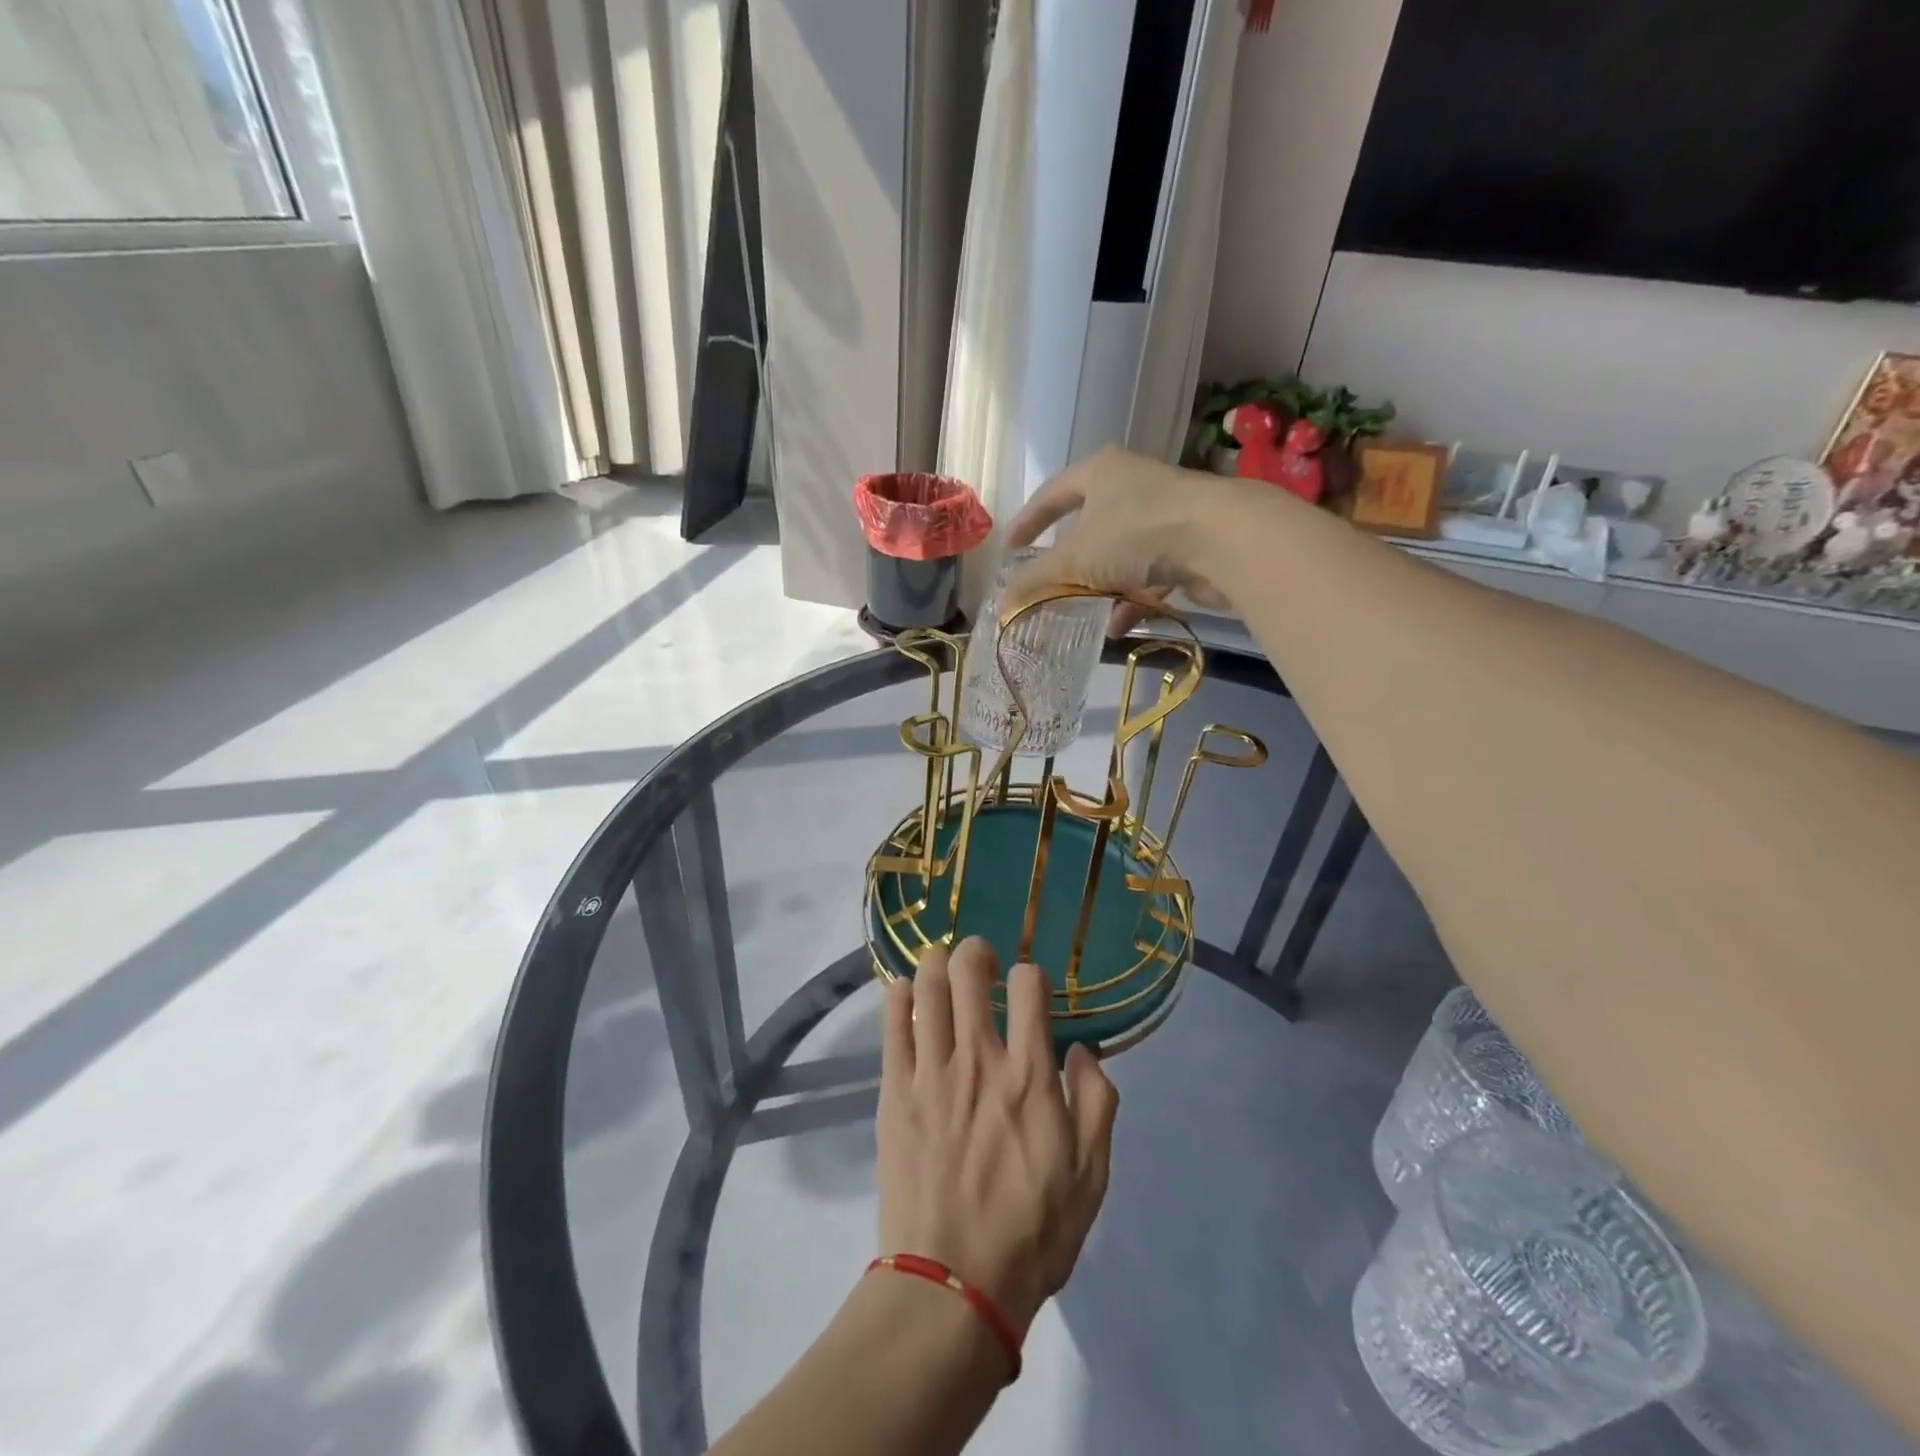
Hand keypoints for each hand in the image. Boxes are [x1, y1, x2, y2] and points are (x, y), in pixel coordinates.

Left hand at [876, 938, 1119, 1336]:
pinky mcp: (895, 1090)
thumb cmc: (1032, 1232)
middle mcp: (979, 1059)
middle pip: (968, 971)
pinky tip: (904, 991)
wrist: (952, 1285)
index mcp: (1030, 1075)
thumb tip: (1082, 1049)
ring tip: (942, 965)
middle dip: (976, 952)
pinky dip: (897, 995)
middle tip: (980, 960)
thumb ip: (1097, 1102)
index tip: (1031, 990)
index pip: (1029, 986)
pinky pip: (892, 1024)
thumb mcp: (1092, 1176)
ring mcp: (930, 1071)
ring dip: (935, 963)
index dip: (1033, 975)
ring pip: (926, 987)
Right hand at [1002, 446, 1245, 631]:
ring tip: (1080, 612)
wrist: (1222, 540)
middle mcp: (1133, 484)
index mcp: (1101, 471)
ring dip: (1099, 584)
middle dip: (1068, 559)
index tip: (1010, 549)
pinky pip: (1148, 572)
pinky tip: (1118, 628)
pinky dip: (1131, 599)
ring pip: (1120, 552)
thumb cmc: (1137, 533)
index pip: (1052, 493)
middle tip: (1047, 581)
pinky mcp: (1188, 543)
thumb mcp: (1075, 559)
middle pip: (1089, 523)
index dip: (1028, 522)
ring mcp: (1165, 513)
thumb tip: (999, 606)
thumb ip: (1035, 581)